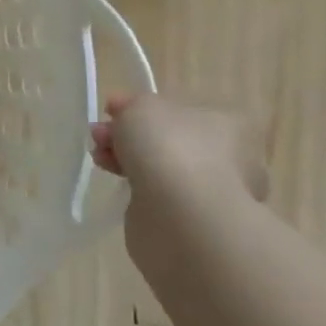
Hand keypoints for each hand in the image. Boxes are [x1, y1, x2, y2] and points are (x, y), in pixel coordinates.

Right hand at [91, 93, 267, 204]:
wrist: (183, 216)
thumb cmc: (170, 148)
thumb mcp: (142, 107)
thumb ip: (131, 104)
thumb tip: (122, 110)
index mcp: (225, 122)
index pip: (178, 110)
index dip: (139, 108)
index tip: (110, 111)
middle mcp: (227, 157)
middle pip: (166, 139)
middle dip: (128, 135)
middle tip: (99, 136)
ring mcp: (212, 192)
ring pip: (160, 168)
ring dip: (127, 160)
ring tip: (99, 158)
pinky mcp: (193, 221)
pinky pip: (158, 195)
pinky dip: (137, 187)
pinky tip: (118, 182)